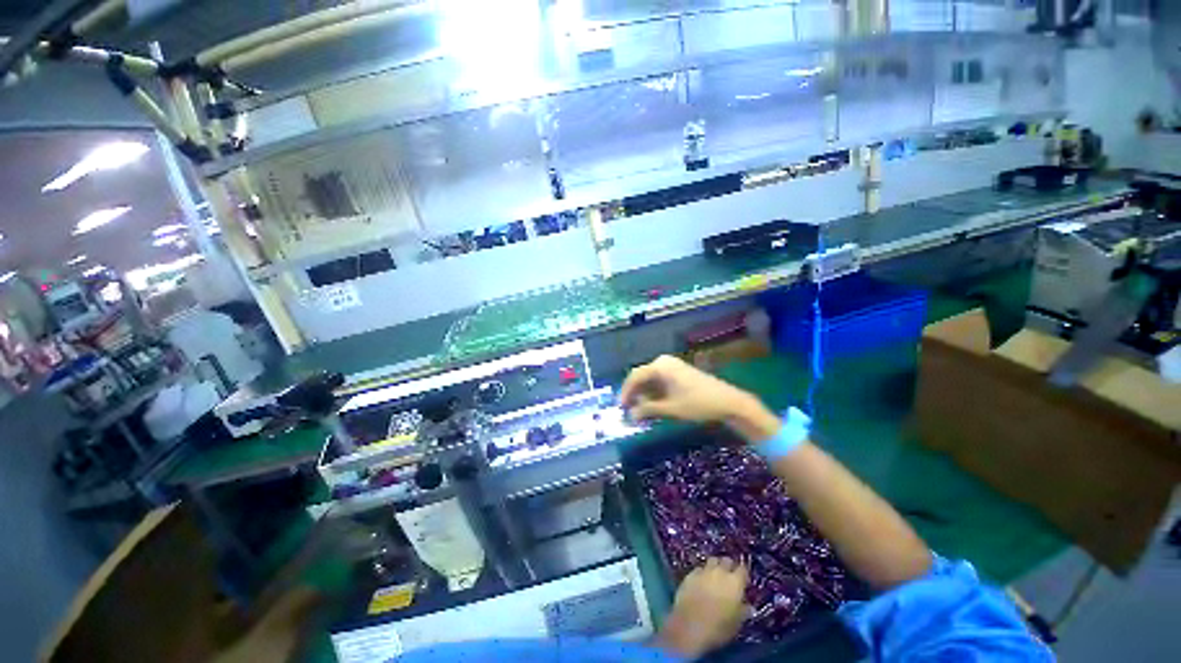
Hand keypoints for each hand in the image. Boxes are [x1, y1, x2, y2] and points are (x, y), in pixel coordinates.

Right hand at [620, 356, 779, 441]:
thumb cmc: (698, 403)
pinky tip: (653, 406)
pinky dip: (654, 393)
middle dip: (634, 394)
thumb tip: (630, 415)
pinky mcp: (678, 373)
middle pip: (642, 377)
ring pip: (650, 380)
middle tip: (628, 411)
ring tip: (640, 412)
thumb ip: (648, 409)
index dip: (626, 392)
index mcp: (660, 366)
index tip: (620, 407)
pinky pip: (660, 381)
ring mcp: (672, 367)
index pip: (635, 376)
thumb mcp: (671, 408)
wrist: (728, 401)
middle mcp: (664, 362)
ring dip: (644, 395)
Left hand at [656, 558, 749, 658]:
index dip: (743, 574)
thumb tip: (749, 606)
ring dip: (715, 566)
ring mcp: (704, 570)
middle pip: (726, 560)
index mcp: (735, 582)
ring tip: (715, 577)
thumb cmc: (718, 627)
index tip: (743, 582)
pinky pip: (700, 569)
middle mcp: (720, 571)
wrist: (690, 624)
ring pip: (712, 561)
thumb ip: (743, 611)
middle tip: (729, 577)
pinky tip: (701, 582)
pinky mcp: (690, 574)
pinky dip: (702, 573)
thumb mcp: (736, 623)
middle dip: (729, 566)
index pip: (743, 570)